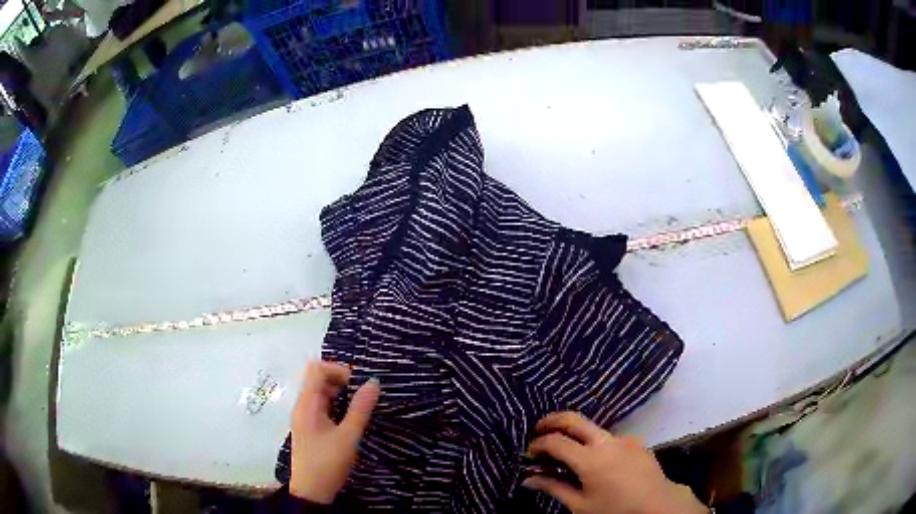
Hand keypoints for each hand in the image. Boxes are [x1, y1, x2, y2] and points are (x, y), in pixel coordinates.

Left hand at [289, 361, 379, 503]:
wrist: (311, 491)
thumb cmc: (327, 462)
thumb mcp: (348, 436)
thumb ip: (361, 408)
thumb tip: (374, 382)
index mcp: (307, 403)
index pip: (317, 369)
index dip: (338, 370)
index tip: (358, 384)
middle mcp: (303, 405)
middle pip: (318, 379)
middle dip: (341, 381)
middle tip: (363, 396)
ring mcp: (305, 417)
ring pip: (321, 393)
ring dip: (340, 395)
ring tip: (360, 407)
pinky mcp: (310, 427)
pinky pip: (322, 407)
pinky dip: (337, 406)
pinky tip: (350, 419)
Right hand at [523, 412, 706, 513]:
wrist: (657, 505)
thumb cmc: (615, 510)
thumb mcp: (580, 505)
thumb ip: (553, 488)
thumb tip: (528, 478)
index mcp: (589, 459)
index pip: (555, 442)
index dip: (537, 444)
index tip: (529, 453)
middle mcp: (606, 441)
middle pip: (573, 419)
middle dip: (551, 421)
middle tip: (537, 430)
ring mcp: (624, 439)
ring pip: (592, 428)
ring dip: (574, 433)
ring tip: (566, 452)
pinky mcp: (636, 442)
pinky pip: (610, 438)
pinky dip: (595, 443)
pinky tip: (597, 462)